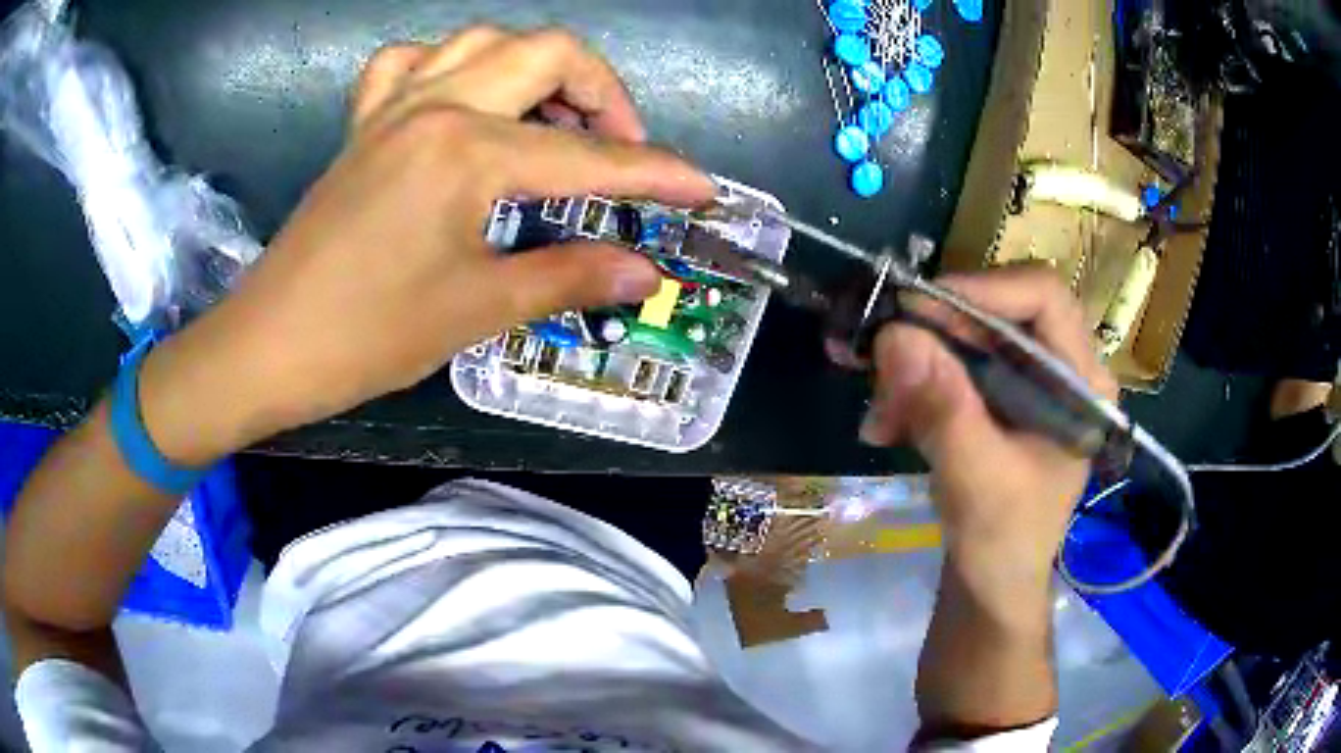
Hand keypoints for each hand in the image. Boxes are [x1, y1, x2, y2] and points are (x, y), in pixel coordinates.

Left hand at [137, 27, 714, 464]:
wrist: (268, 346)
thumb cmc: (366, 337)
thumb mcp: (477, 310)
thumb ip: (569, 277)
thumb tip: (645, 271)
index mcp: (469, 152)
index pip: (589, 157)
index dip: (657, 174)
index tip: (702, 189)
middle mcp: (437, 105)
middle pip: (549, 52)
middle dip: (605, 93)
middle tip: (618, 150)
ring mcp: (394, 106)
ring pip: (486, 40)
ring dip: (535, 68)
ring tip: (551, 120)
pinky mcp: (364, 123)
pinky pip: (412, 62)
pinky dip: (452, 66)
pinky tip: (462, 102)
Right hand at [859, 267, 1116, 610]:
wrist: (992, 587)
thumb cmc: (1003, 543)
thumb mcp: (976, 478)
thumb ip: (943, 408)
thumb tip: (895, 335)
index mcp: (1082, 383)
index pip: (1044, 298)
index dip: (984, 289)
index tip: (918, 309)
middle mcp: (1061, 369)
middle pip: (999, 311)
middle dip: (936, 333)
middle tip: (883, 361)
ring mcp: (1029, 383)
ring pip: (967, 337)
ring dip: (916, 365)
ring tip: (880, 411)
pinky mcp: (999, 399)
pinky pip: (953, 366)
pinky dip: (914, 387)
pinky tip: (886, 424)